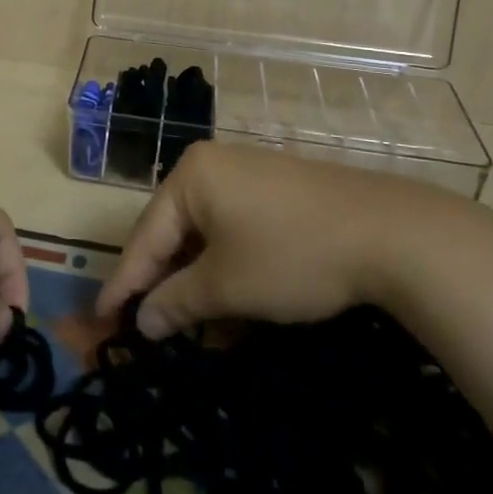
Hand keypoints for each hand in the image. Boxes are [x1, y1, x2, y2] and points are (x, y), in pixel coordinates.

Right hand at [95, 142, 476, 338]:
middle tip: (145, 326)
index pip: (145, 236)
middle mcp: (214, 166)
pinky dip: (228, 269)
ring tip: (189, 327)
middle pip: (174, 232)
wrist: (390, 233)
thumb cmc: (291, 254)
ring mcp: (250, 176)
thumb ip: (176, 302)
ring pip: (207, 236)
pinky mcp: (279, 193)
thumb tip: (142, 321)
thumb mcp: (227, 286)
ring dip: (198, 283)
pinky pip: (236, 232)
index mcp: (191, 177)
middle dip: (164, 283)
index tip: (102, 319)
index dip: (124, 283)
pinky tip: (231, 306)